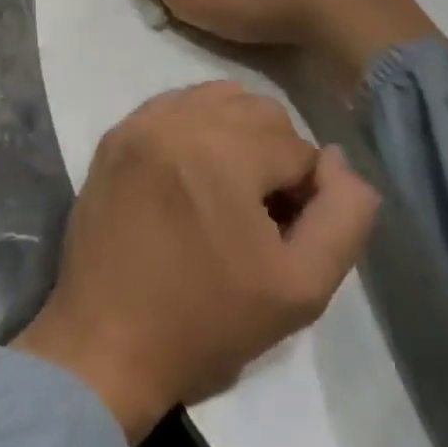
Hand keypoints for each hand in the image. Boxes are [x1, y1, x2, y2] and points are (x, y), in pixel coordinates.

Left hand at [14, 81, 378, 442]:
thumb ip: (342, 216)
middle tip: (255, 218)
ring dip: (237, 138)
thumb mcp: (301, 288)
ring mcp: (142, 121)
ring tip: (224, 194)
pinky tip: (190, 177)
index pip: (298, 147)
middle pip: (260, 113)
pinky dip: (196, 130)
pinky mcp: (116, 134)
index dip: (302, 197)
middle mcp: (180, 117)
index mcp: (224, 149)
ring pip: (219, 100)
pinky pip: (176, 107)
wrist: (104, 345)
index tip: (278, 240)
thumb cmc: (206, 323)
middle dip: (272, 159)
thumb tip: (337, 159)